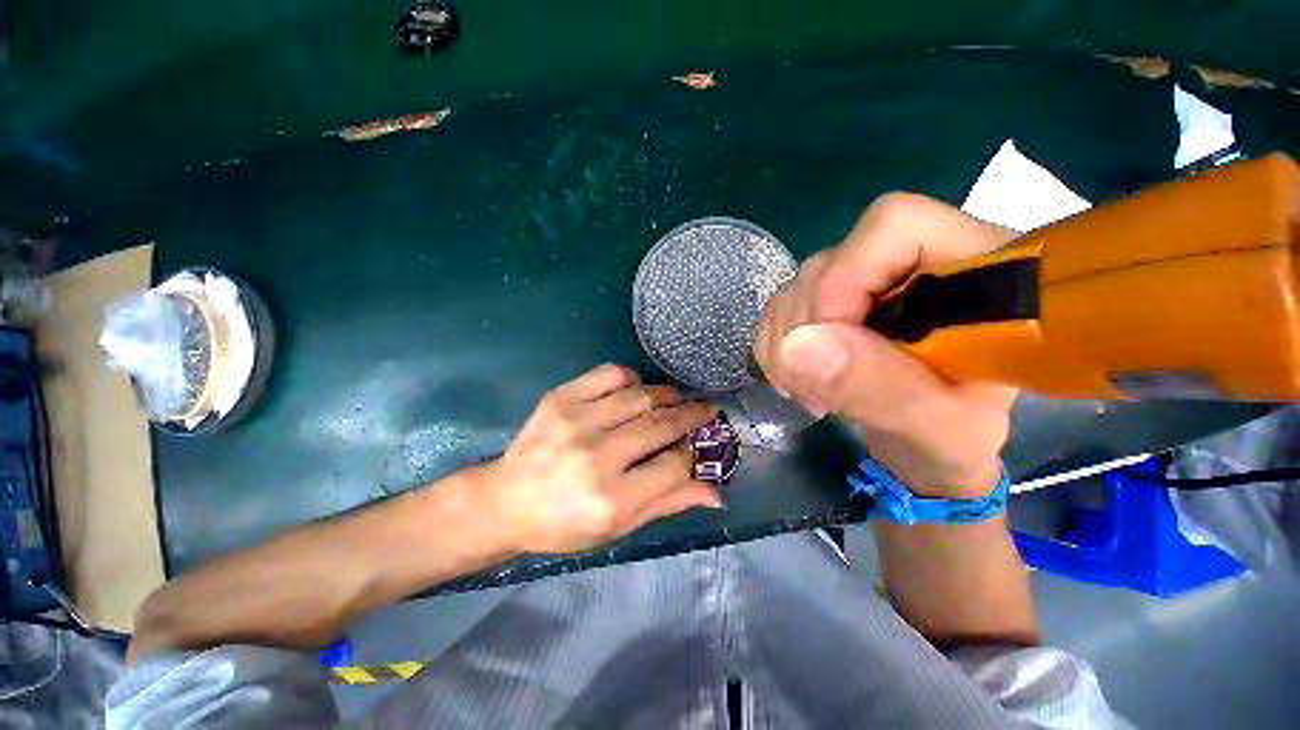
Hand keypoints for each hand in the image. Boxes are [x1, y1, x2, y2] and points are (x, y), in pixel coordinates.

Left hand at [480, 364, 720, 553]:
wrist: (505, 501)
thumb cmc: (564, 523)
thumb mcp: (619, 528)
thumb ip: (668, 503)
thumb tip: (717, 493)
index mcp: (611, 500)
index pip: (674, 465)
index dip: (692, 453)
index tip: (697, 445)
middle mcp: (595, 457)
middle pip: (661, 424)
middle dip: (691, 415)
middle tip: (705, 409)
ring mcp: (576, 422)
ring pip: (641, 396)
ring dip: (668, 394)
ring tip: (677, 399)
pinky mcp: (560, 398)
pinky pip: (610, 374)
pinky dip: (633, 378)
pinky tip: (637, 389)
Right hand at [754, 193, 1018, 497]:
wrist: (928, 451)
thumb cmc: (955, 443)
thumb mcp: (938, 430)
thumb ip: (880, 387)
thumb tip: (798, 346)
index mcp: (974, 271)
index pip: (894, 226)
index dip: (845, 276)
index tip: (828, 342)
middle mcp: (912, 262)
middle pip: (830, 262)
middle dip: (807, 330)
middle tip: (818, 390)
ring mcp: (865, 282)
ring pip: (797, 288)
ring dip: (786, 344)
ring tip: (812, 392)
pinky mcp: (832, 303)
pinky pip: (780, 309)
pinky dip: (775, 346)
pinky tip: (795, 378)